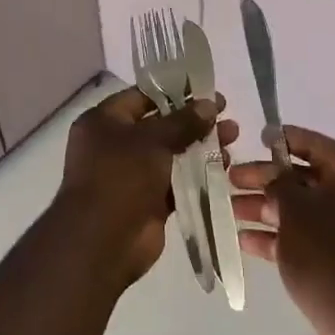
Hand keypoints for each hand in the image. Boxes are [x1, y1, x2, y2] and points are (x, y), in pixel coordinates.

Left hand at [57, 86, 237, 289]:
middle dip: (194, 121)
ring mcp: (132, 174)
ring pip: (171, 153)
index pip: (142, 97)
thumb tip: (209, 104)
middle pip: (160, 125)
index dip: (175, 92)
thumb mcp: (152, 140)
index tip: (207, 91)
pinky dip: (197, 174)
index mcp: (104, 122)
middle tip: (226, 117)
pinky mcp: (148, 200)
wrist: (102, 243)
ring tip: (232, 140)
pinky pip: (176, 181)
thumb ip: (183, 121)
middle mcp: (115, 145)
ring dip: (200, 146)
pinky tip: (224, 166)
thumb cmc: (120, 178)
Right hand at [229, 127, 334, 334]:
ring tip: (230, 210)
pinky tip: (244, 241)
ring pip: (302, 211)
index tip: (259, 137)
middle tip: (231, 178)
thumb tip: (275, 176)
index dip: (287, 139)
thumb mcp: (296, 210)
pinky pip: (306, 239)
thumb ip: (280, 184)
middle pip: (305, 179)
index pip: (318, 146)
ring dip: (266, 209)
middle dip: (266, 179)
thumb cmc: (328, 253)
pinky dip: (278, 238)